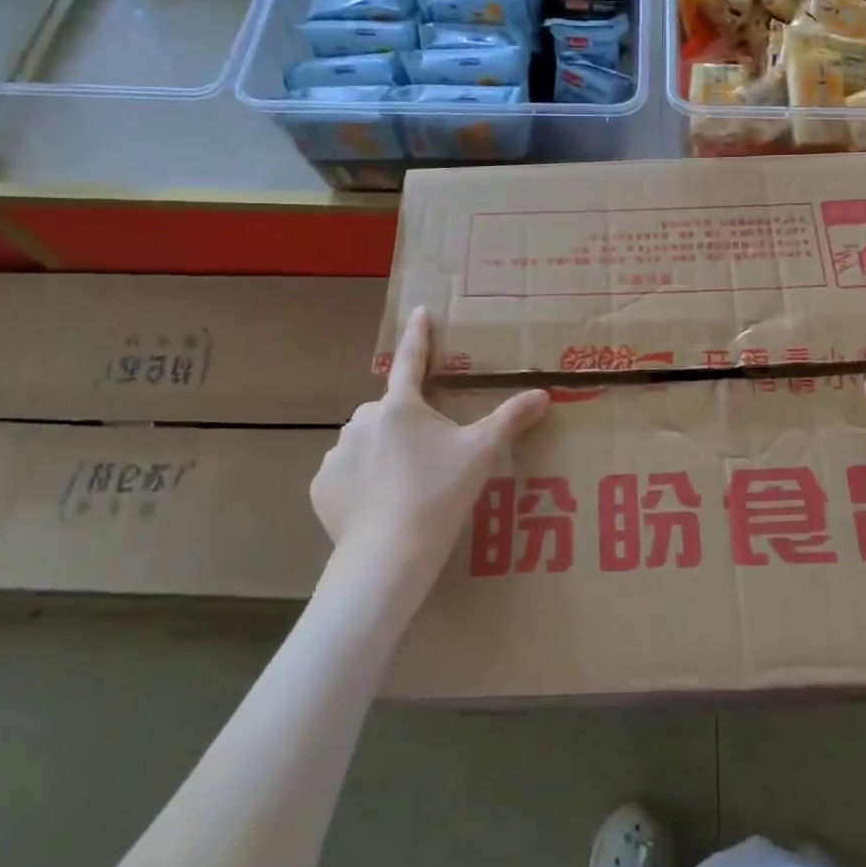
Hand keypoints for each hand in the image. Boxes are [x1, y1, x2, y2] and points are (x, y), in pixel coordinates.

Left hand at [312, 308, 549, 590]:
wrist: (389, 555)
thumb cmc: (439, 493)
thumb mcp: (481, 453)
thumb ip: (510, 419)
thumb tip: (543, 394)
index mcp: (401, 406)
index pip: (411, 359)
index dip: (419, 334)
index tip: (420, 311)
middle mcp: (363, 420)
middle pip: (390, 412)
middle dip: (406, 425)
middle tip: (429, 456)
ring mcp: (338, 454)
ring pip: (366, 443)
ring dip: (382, 453)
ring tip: (405, 487)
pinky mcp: (322, 487)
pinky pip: (346, 474)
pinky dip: (361, 482)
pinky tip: (379, 506)